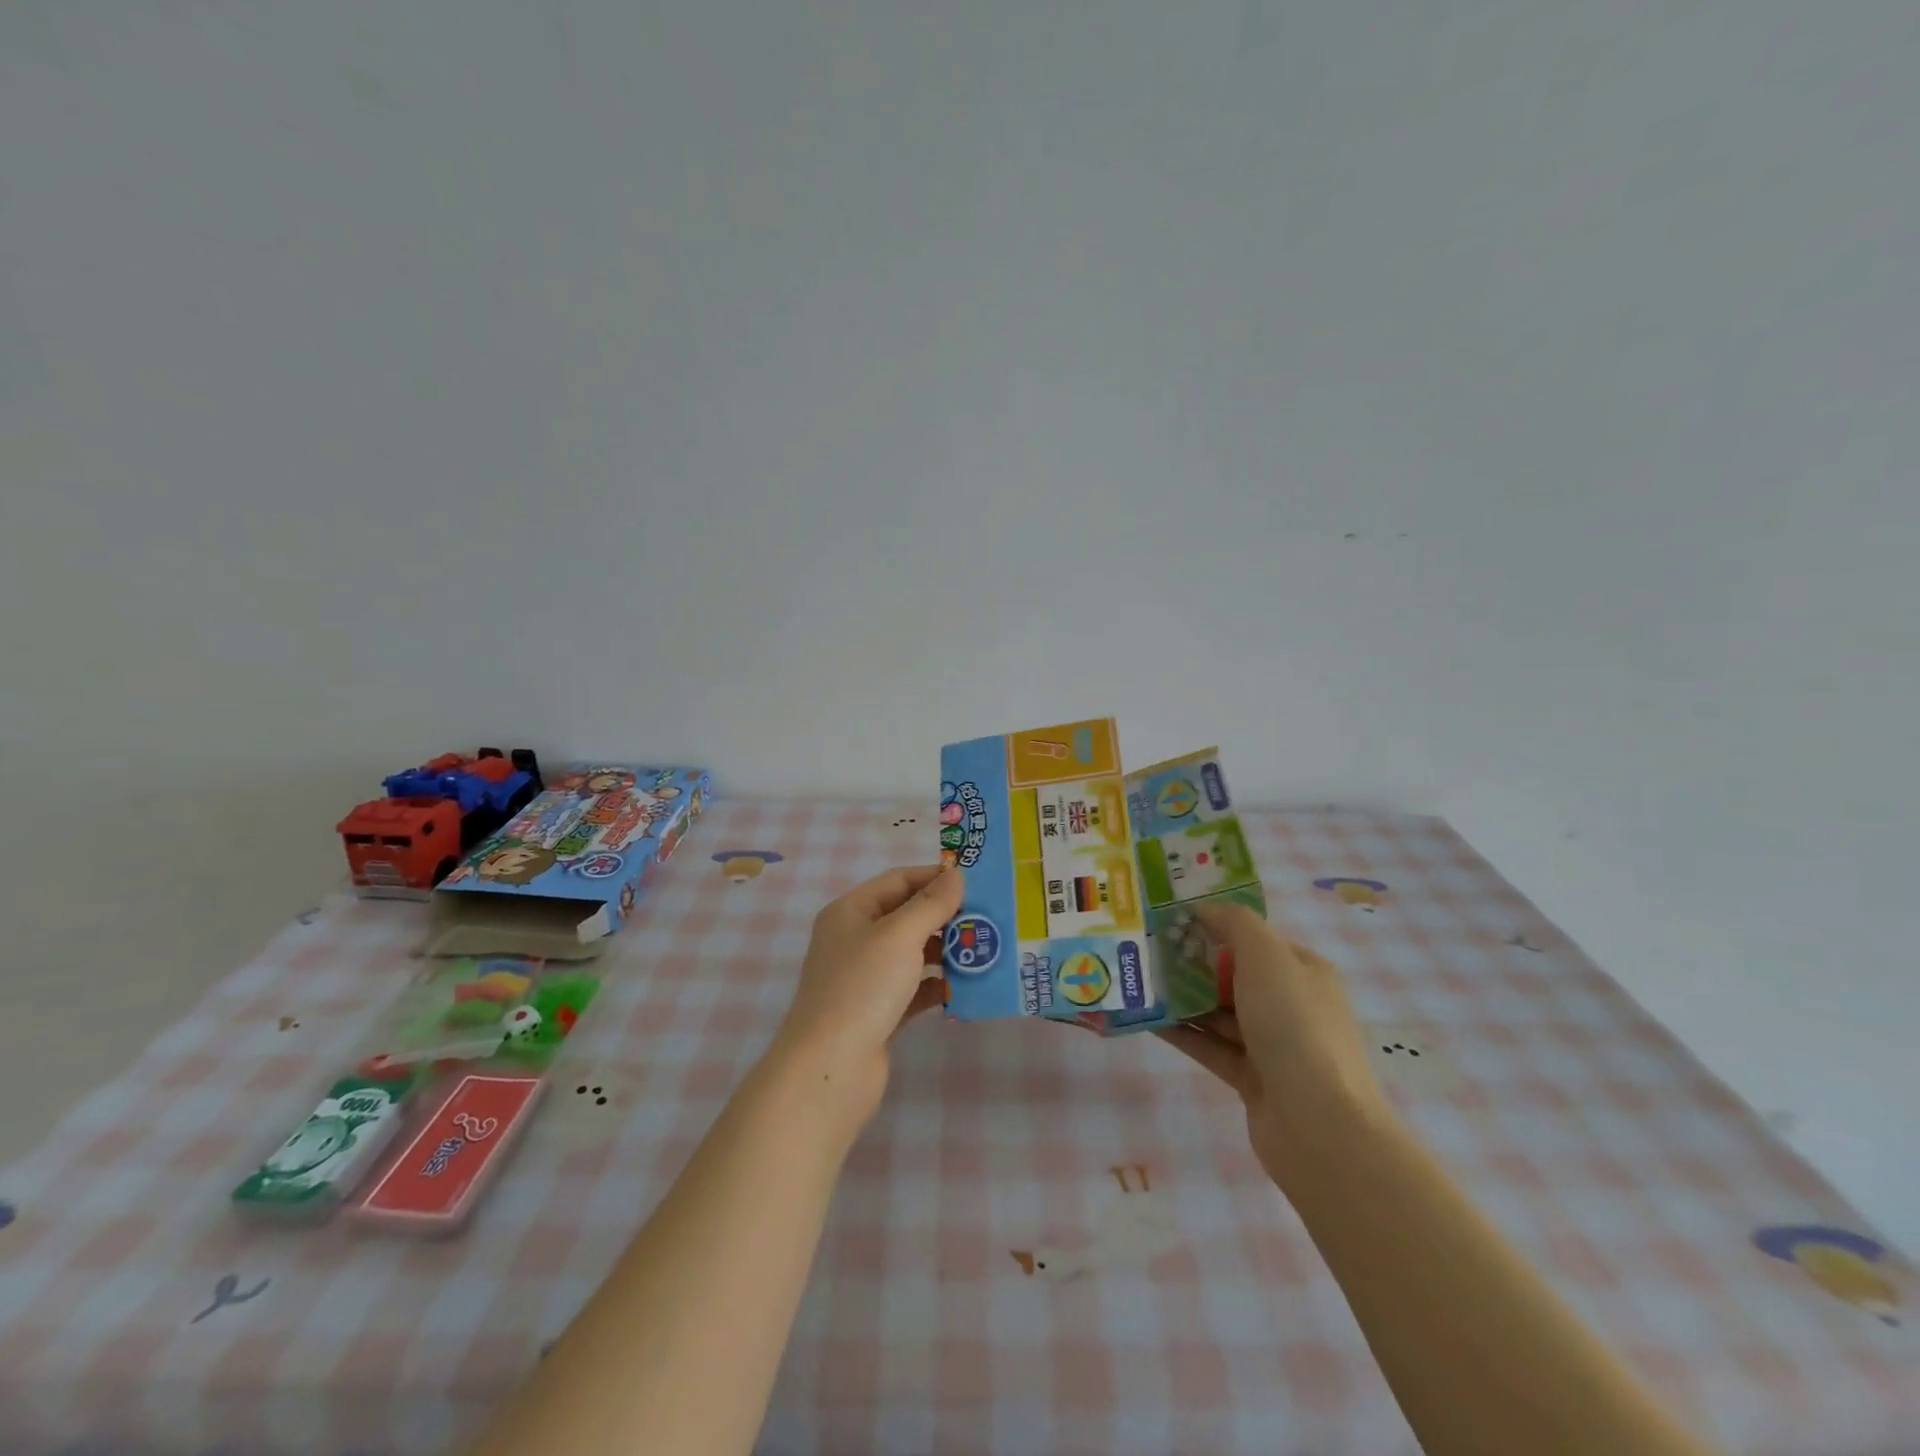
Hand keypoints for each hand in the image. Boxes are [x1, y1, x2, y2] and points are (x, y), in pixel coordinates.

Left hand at [767, 864, 963, 1128]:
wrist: (831, 1068)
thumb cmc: (863, 987)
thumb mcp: (899, 936)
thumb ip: (931, 904)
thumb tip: (956, 875)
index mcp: (850, 912)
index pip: (898, 880)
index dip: (934, 877)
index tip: (976, 881)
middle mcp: (855, 939)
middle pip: (906, 916)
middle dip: (945, 916)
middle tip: (987, 917)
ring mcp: (866, 978)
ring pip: (912, 953)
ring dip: (945, 950)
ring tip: (983, 950)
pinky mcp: (879, 1012)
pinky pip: (914, 988)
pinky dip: (936, 985)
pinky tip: (963, 987)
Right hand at [1157, 902, 1394, 1191]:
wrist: (1319, 1124)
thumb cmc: (1294, 1024)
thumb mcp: (1266, 956)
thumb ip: (1235, 923)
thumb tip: (1204, 909)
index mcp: (1303, 971)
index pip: (1256, 939)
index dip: (1216, 926)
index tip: (1171, 919)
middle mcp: (1291, 1004)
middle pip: (1233, 975)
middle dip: (1191, 962)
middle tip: (1145, 948)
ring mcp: (1273, 1045)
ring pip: (1218, 1012)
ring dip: (1181, 998)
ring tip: (1138, 981)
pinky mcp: (1252, 1079)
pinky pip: (1210, 1046)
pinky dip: (1181, 1032)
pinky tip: (1146, 1019)